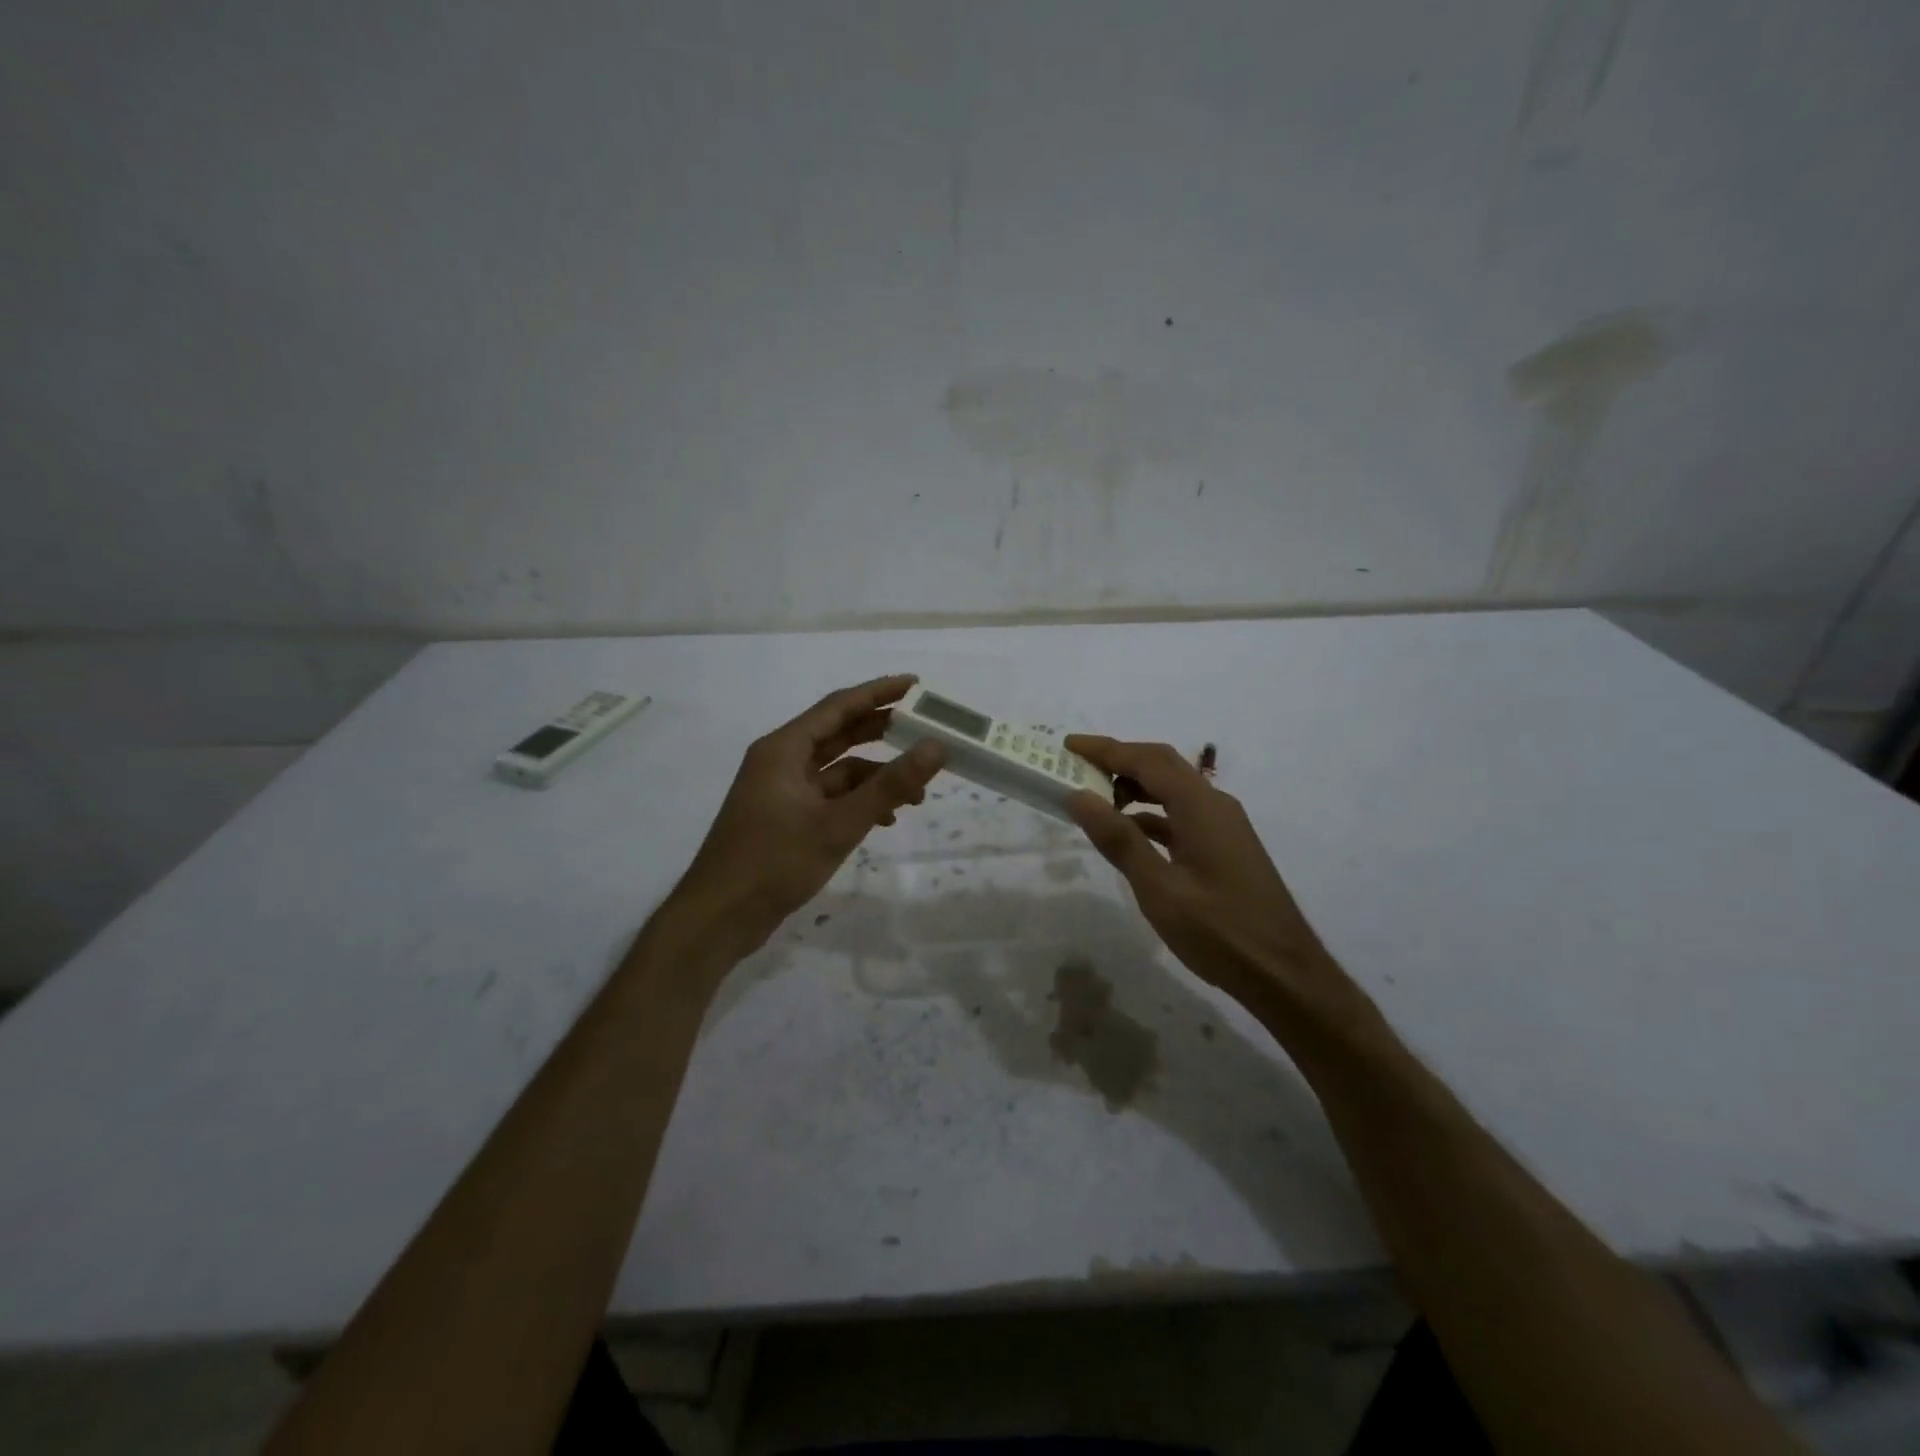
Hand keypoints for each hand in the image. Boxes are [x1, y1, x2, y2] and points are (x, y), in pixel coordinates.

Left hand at [665, 675, 945, 955]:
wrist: (719, 918)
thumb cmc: (774, 862)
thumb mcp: (839, 824)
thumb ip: (890, 785)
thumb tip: (936, 747)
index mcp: (784, 749)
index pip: (838, 706)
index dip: (878, 692)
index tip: (915, 685)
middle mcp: (781, 761)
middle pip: (838, 734)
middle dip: (881, 732)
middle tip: (924, 729)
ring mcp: (782, 791)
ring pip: (837, 770)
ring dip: (875, 776)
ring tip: (918, 791)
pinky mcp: (785, 818)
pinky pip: (829, 797)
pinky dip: (858, 802)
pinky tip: (885, 819)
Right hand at [1064, 736, 1362, 1023]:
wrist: (1284, 974)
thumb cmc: (1219, 932)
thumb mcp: (1159, 889)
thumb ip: (1119, 840)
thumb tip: (1079, 796)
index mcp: (1200, 807)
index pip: (1147, 760)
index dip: (1106, 749)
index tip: (1069, 745)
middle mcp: (1215, 805)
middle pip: (1162, 766)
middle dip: (1119, 761)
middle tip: (1077, 767)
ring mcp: (1223, 826)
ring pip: (1172, 790)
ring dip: (1134, 787)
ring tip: (1095, 800)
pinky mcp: (1225, 847)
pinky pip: (1181, 815)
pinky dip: (1151, 815)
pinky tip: (1129, 833)